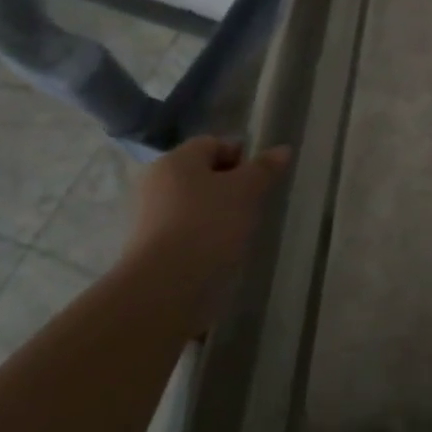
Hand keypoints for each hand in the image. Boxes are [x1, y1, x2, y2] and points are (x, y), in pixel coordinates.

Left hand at [124, 136, 290, 326]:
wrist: (165, 287)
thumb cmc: (209, 223)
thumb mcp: (247, 190)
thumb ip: (265, 168)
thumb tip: (282, 149)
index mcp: (176, 160)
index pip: (213, 144)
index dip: (241, 156)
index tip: (261, 179)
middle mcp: (156, 183)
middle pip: (201, 175)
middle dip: (230, 187)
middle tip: (254, 205)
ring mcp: (148, 218)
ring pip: (193, 205)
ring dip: (217, 214)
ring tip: (240, 232)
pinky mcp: (148, 250)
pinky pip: (184, 232)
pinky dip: (203, 238)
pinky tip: (220, 253)